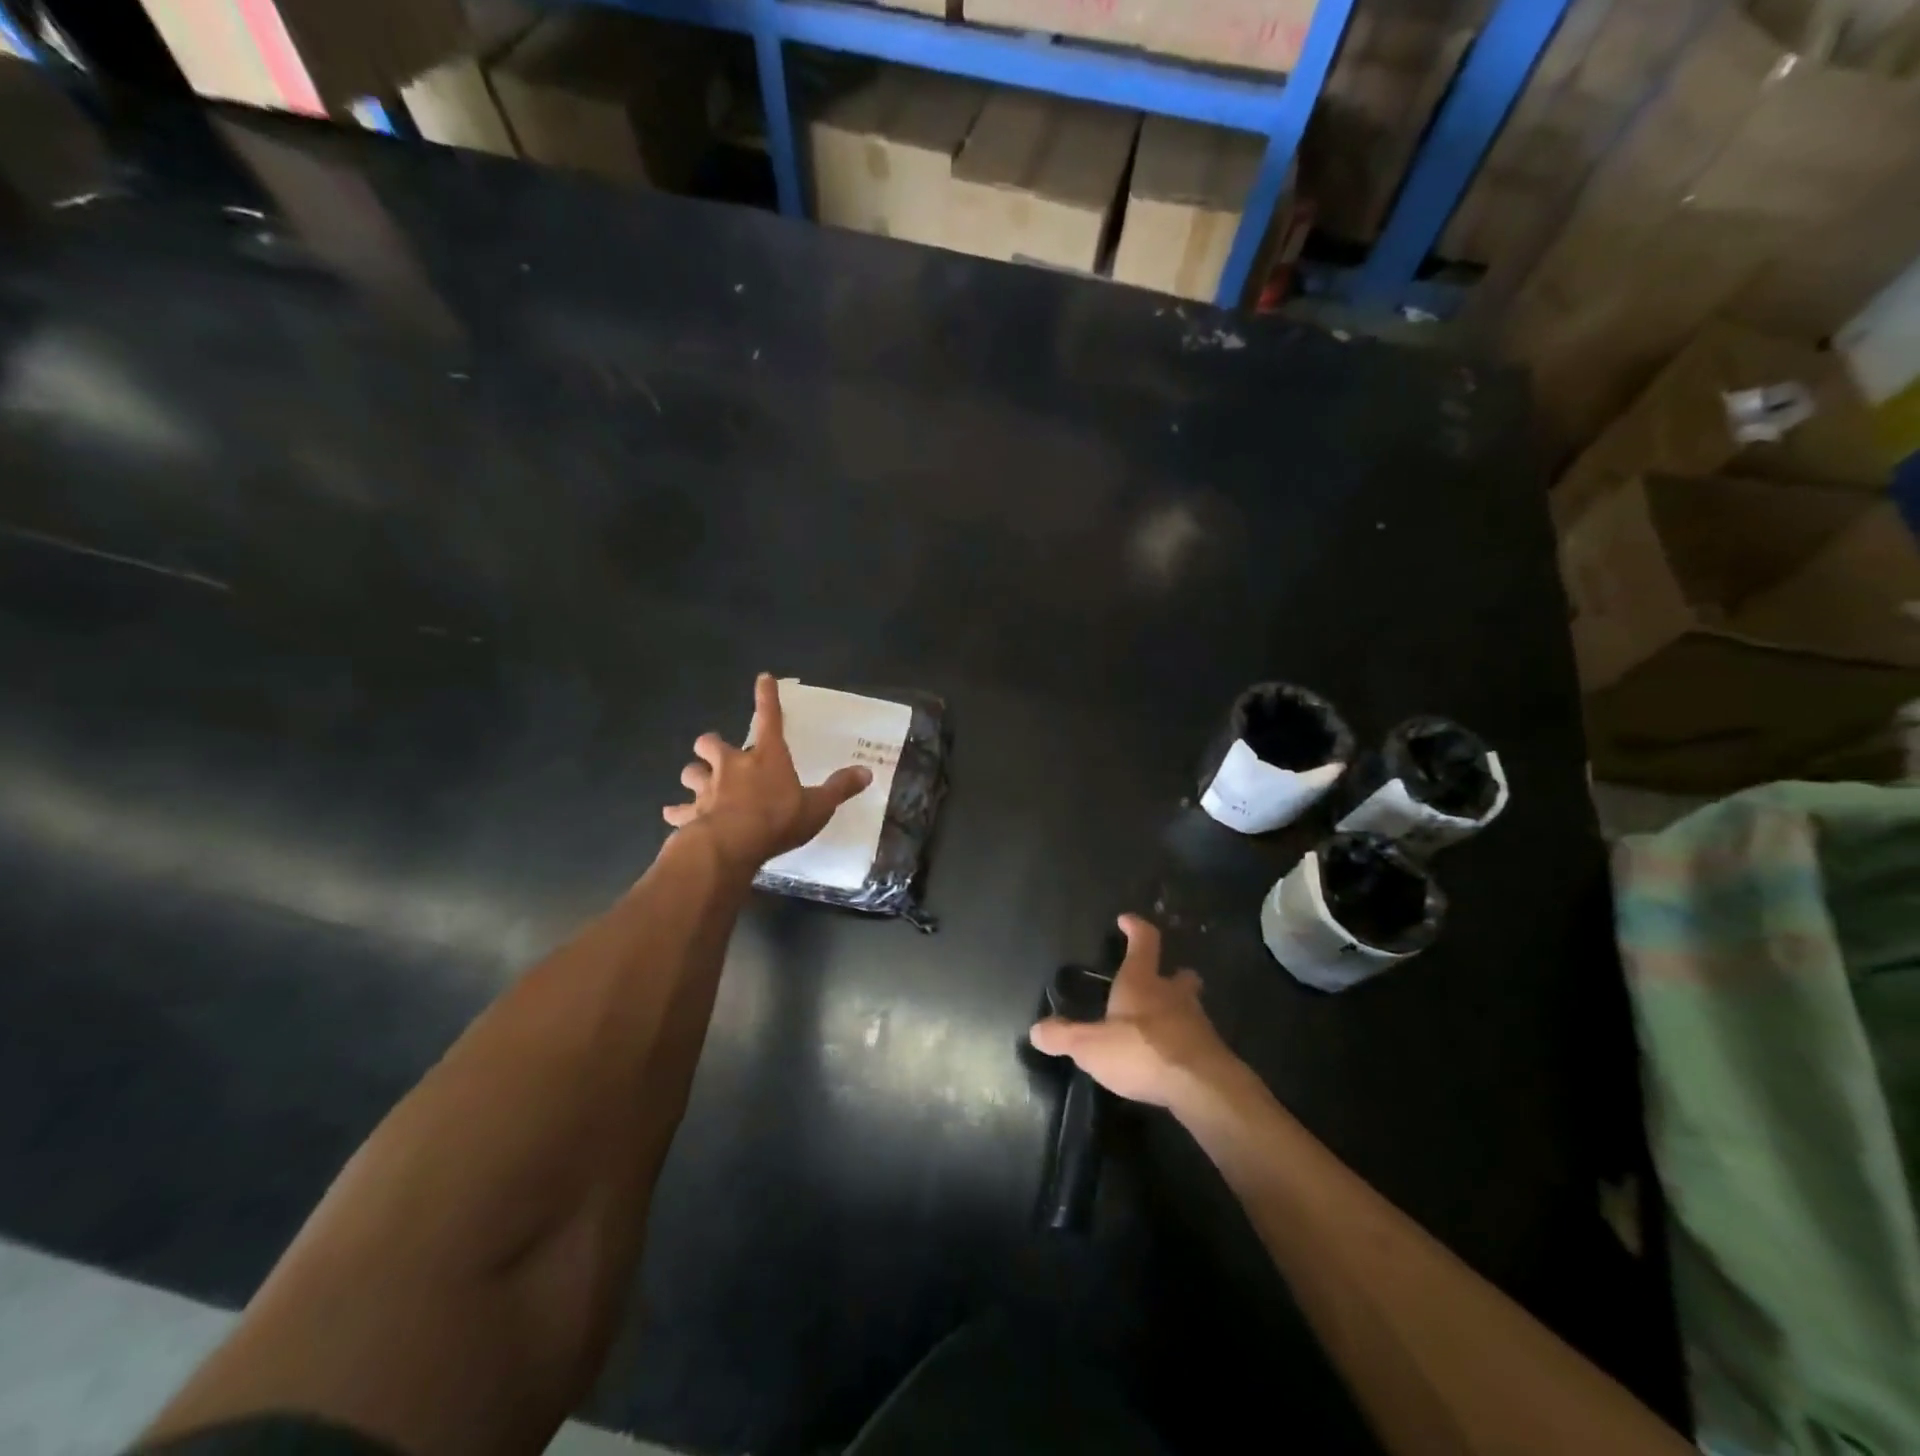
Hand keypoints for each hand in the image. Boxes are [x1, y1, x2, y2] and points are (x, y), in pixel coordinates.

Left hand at [663, 674, 872, 871]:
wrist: (732, 845)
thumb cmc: (778, 819)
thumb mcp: (818, 806)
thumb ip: (840, 788)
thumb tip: (867, 772)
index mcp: (766, 757)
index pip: (769, 718)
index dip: (767, 697)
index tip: (763, 678)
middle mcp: (732, 766)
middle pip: (711, 743)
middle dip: (712, 745)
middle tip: (718, 753)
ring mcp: (708, 789)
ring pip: (691, 772)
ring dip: (695, 776)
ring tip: (700, 785)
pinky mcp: (690, 814)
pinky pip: (679, 810)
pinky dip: (678, 813)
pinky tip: (675, 818)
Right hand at [1029, 914, 1237, 1107]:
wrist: (1201, 1087)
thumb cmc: (1141, 1051)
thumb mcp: (1089, 1046)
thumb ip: (1063, 1036)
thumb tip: (1036, 1029)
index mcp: (1142, 981)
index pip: (1144, 941)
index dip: (1135, 928)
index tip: (1126, 920)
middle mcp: (1172, 995)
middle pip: (1179, 975)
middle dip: (1171, 974)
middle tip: (1161, 980)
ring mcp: (1197, 1023)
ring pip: (1190, 1007)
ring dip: (1179, 1011)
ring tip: (1161, 1025)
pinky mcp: (1211, 1053)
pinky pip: (1196, 1040)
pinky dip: (1184, 1043)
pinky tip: (1171, 1058)